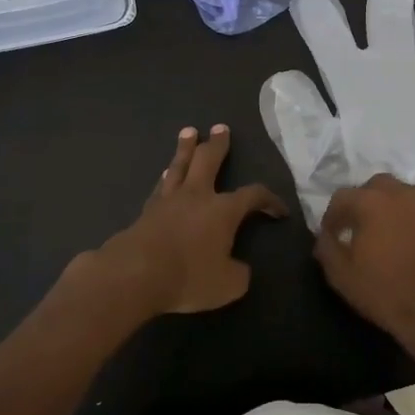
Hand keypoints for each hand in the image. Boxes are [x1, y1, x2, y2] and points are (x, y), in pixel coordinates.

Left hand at [73, 125, 286, 318]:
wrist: (135, 274)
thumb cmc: (188, 277)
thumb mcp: (227, 285)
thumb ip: (239, 274)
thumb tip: (241, 268)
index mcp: (223, 210)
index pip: (253, 195)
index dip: (269, 200)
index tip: (279, 211)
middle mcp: (197, 196)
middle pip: (209, 160)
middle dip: (218, 144)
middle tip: (221, 128)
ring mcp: (169, 200)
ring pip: (180, 165)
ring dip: (186, 148)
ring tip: (189, 132)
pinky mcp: (147, 210)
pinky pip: (161, 185)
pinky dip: (167, 176)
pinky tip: (166, 172)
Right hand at [313, 174, 414, 352]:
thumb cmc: (386, 293)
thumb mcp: (342, 276)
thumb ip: (326, 248)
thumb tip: (325, 235)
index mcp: (370, 202)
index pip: (342, 197)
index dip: (333, 216)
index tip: (333, 234)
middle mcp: (401, 192)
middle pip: (375, 186)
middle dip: (364, 203)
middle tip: (362, 228)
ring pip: (404, 194)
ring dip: (392, 207)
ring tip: (391, 233)